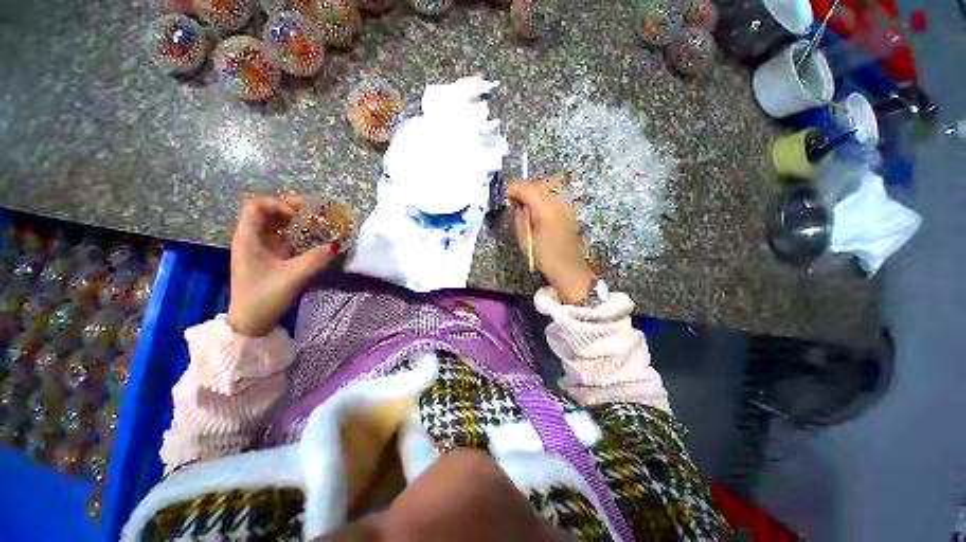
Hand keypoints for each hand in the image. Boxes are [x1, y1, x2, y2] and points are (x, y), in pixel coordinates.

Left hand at [227, 196, 338, 336]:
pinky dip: (293, 234)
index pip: (256, 206)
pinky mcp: (266, 258)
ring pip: (273, 225)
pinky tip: (308, 238)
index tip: (299, 215)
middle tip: (313, 213)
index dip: (278, 204)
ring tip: (314, 224)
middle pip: (265, 212)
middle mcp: (249, 239)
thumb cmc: (265, 296)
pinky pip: (279, 238)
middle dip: (289, 209)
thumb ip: (316, 258)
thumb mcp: (294, 276)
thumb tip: (336, 244)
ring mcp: (257, 249)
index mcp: (247, 239)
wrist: (250, 322)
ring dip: (293, 222)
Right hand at [508, 179, 595, 303]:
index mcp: (544, 210)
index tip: (506, 195)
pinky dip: (545, 196)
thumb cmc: (543, 256)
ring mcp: (566, 205)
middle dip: (525, 188)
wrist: (567, 267)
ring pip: (549, 185)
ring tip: (527, 203)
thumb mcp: (524, 238)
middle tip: (516, 199)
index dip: (513, 189)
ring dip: (536, 190)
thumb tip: (517, 204)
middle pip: (539, 183)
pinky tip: (539, 208)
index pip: (526, 189)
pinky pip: (555, 194)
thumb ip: (519, 217)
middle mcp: (557, 202)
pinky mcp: (569, 209)